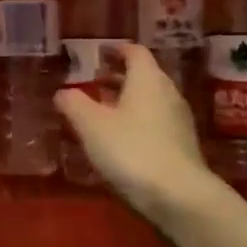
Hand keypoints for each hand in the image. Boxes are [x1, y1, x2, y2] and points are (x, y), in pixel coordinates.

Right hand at [54, 44, 212, 215]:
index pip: (135, 52)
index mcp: (147, 78)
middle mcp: (168, 92)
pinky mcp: (183, 145)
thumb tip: (63, 91)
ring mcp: (180, 119)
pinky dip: (139, 121)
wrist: (179, 196)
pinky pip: (158, 122)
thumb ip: (74, 104)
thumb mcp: (92, 126)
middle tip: (96, 82)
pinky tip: (123, 139)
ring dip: (129, 101)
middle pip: (145, 75)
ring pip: (152, 100)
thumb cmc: (131, 150)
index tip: (100, 54)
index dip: (117, 50)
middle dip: (120, 77)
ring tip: (105, 112)